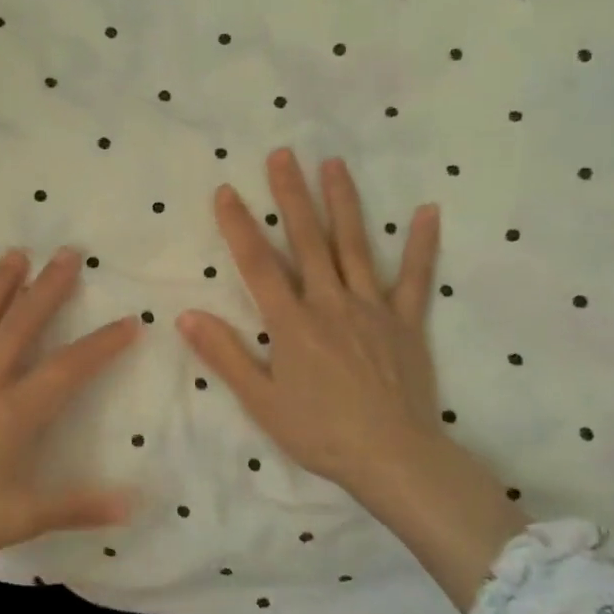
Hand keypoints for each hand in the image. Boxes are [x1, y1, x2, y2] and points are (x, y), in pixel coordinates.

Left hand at [0, 247, 138, 566]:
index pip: (68, 370)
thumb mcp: (18, 520)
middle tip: (68, 253)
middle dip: (48, 291)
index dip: (102, 345)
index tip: (131, 320)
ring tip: (15, 254)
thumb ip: (77, 508)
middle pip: (19, 329)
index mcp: (11, 413)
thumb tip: (134, 503)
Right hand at [176, 150, 525, 609]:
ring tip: (334, 165)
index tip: (227, 191)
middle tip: (284, 155)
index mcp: (292, 323)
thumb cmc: (319, 432)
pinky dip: (421, 245)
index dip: (239, 226)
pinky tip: (427, 212)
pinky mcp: (407, 323)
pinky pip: (415, 279)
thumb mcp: (261, 400)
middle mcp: (331, 304)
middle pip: (308, 241)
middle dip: (292, 196)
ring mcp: (373, 309)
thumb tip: (187, 315)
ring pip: (355, 247)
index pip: (259, 264)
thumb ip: (225, 354)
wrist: (392, 458)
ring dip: (343, 203)